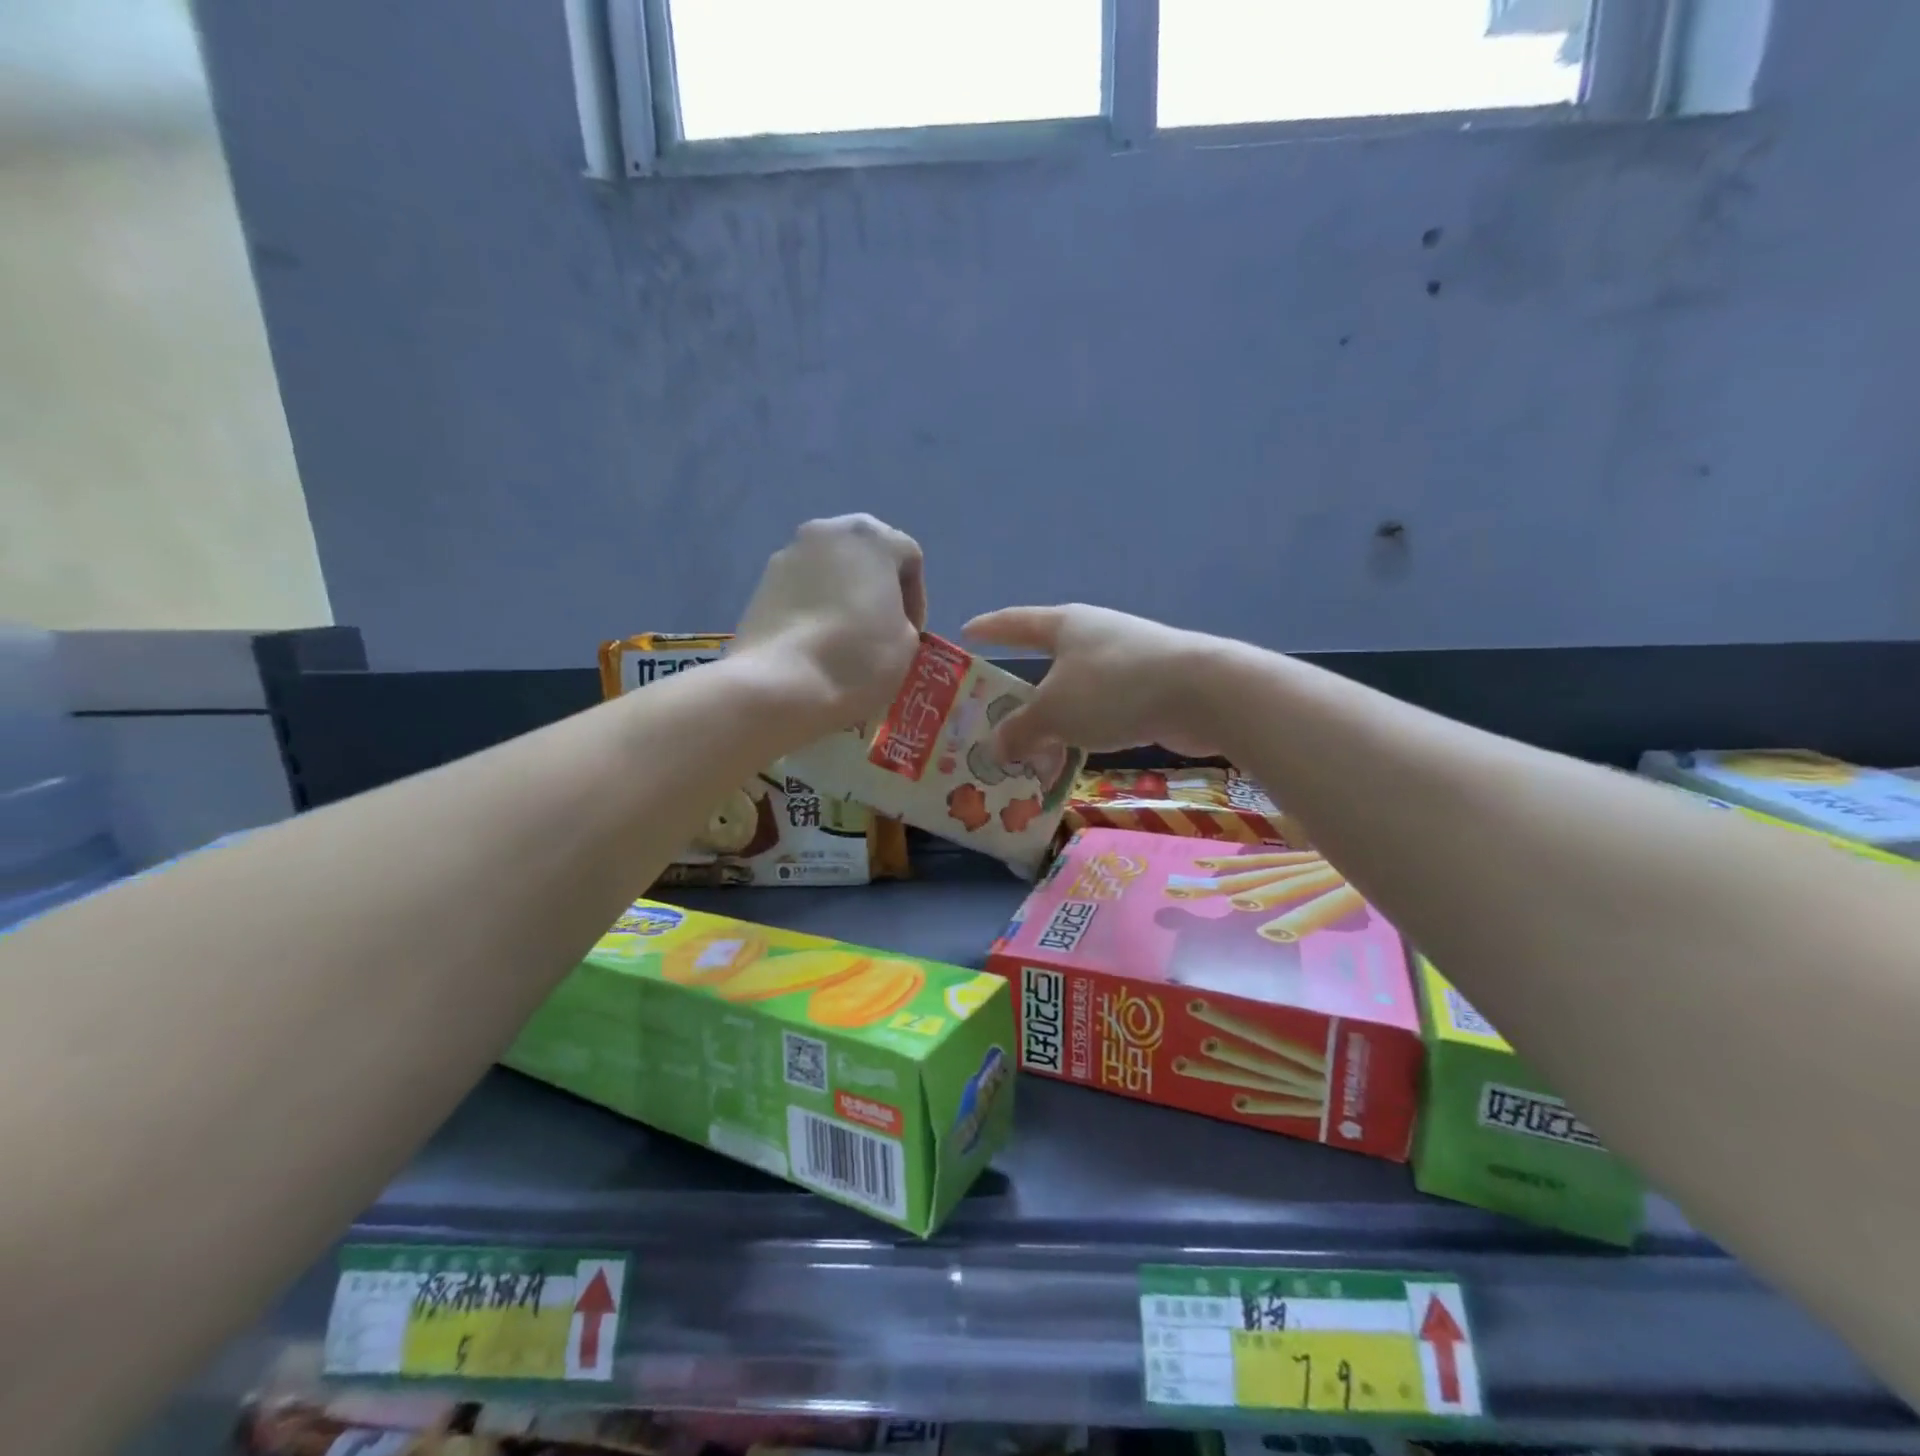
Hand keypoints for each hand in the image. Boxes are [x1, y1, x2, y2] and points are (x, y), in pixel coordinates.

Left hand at [735, 514, 925, 725]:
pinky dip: (814, 610)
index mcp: (871, 536)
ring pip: (830, 571)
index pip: (909, 557)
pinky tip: (816, 645)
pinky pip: (802, 591)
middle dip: (877, 590)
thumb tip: (882, 620)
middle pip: (865, 556)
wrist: (780, 685)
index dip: (916, 598)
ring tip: (846, 640)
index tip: (911, 634)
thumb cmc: (857, 658)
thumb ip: (903, 618)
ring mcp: (788, 555)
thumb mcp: (907, 643)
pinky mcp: (761, 584)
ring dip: (843, 597)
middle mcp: (827, 531)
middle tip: (881, 630)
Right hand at [963, 604, 1218, 760]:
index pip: (1014, 622)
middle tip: (993, 716)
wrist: (1201, 692)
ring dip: (1052, 721)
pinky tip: (1074, 756)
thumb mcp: (1053, 713)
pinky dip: (1082, 730)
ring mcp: (1124, 659)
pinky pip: (1100, 709)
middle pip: (1044, 662)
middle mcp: (1092, 635)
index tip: (966, 633)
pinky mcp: (1149, 686)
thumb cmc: (1112, 688)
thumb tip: (995, 749)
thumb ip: (1019, 731)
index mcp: (1063, 625)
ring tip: (1033, 752)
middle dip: (1019, 694)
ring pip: (1073, 691)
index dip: (988, 628)